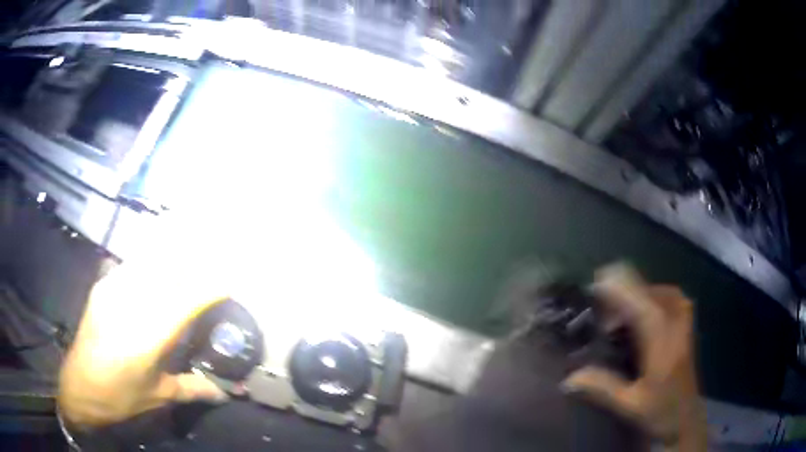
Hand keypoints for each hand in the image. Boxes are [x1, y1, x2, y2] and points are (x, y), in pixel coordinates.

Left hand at [58, 218, 231, 429]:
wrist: (79, 386)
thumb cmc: (120, 397)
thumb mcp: (158, 396)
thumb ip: (192, 388)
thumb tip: (223, 393)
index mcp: (147, 336)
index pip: (186, 301)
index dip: (210, 287)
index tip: (231, 280)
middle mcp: (130, 305)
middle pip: (168, 271)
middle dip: (195, 259)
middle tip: (216, 249)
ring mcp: (113, 290)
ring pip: (149, 260)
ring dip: (173, 250)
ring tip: (192, 239)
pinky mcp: (103, 286)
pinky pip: (132, 264)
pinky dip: (150, 258)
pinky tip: (158, 257)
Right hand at [562, 265, 705, 450]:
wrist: (687, 417)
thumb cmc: (661, 411)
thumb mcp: (630, 404)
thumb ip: (602, 387)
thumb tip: (568, 378)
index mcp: (662, 338)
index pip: (638, 299)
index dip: (616, 288)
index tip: (591, 287)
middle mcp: (675, 320)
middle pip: (646, 289)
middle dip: (620, 293)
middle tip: (598, 312)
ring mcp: (684, 318)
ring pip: (656, 289)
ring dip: (634, 295)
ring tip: (615, 315)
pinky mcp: (686, 321)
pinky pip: (666, 295)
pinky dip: (648, 298)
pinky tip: (638, 315)